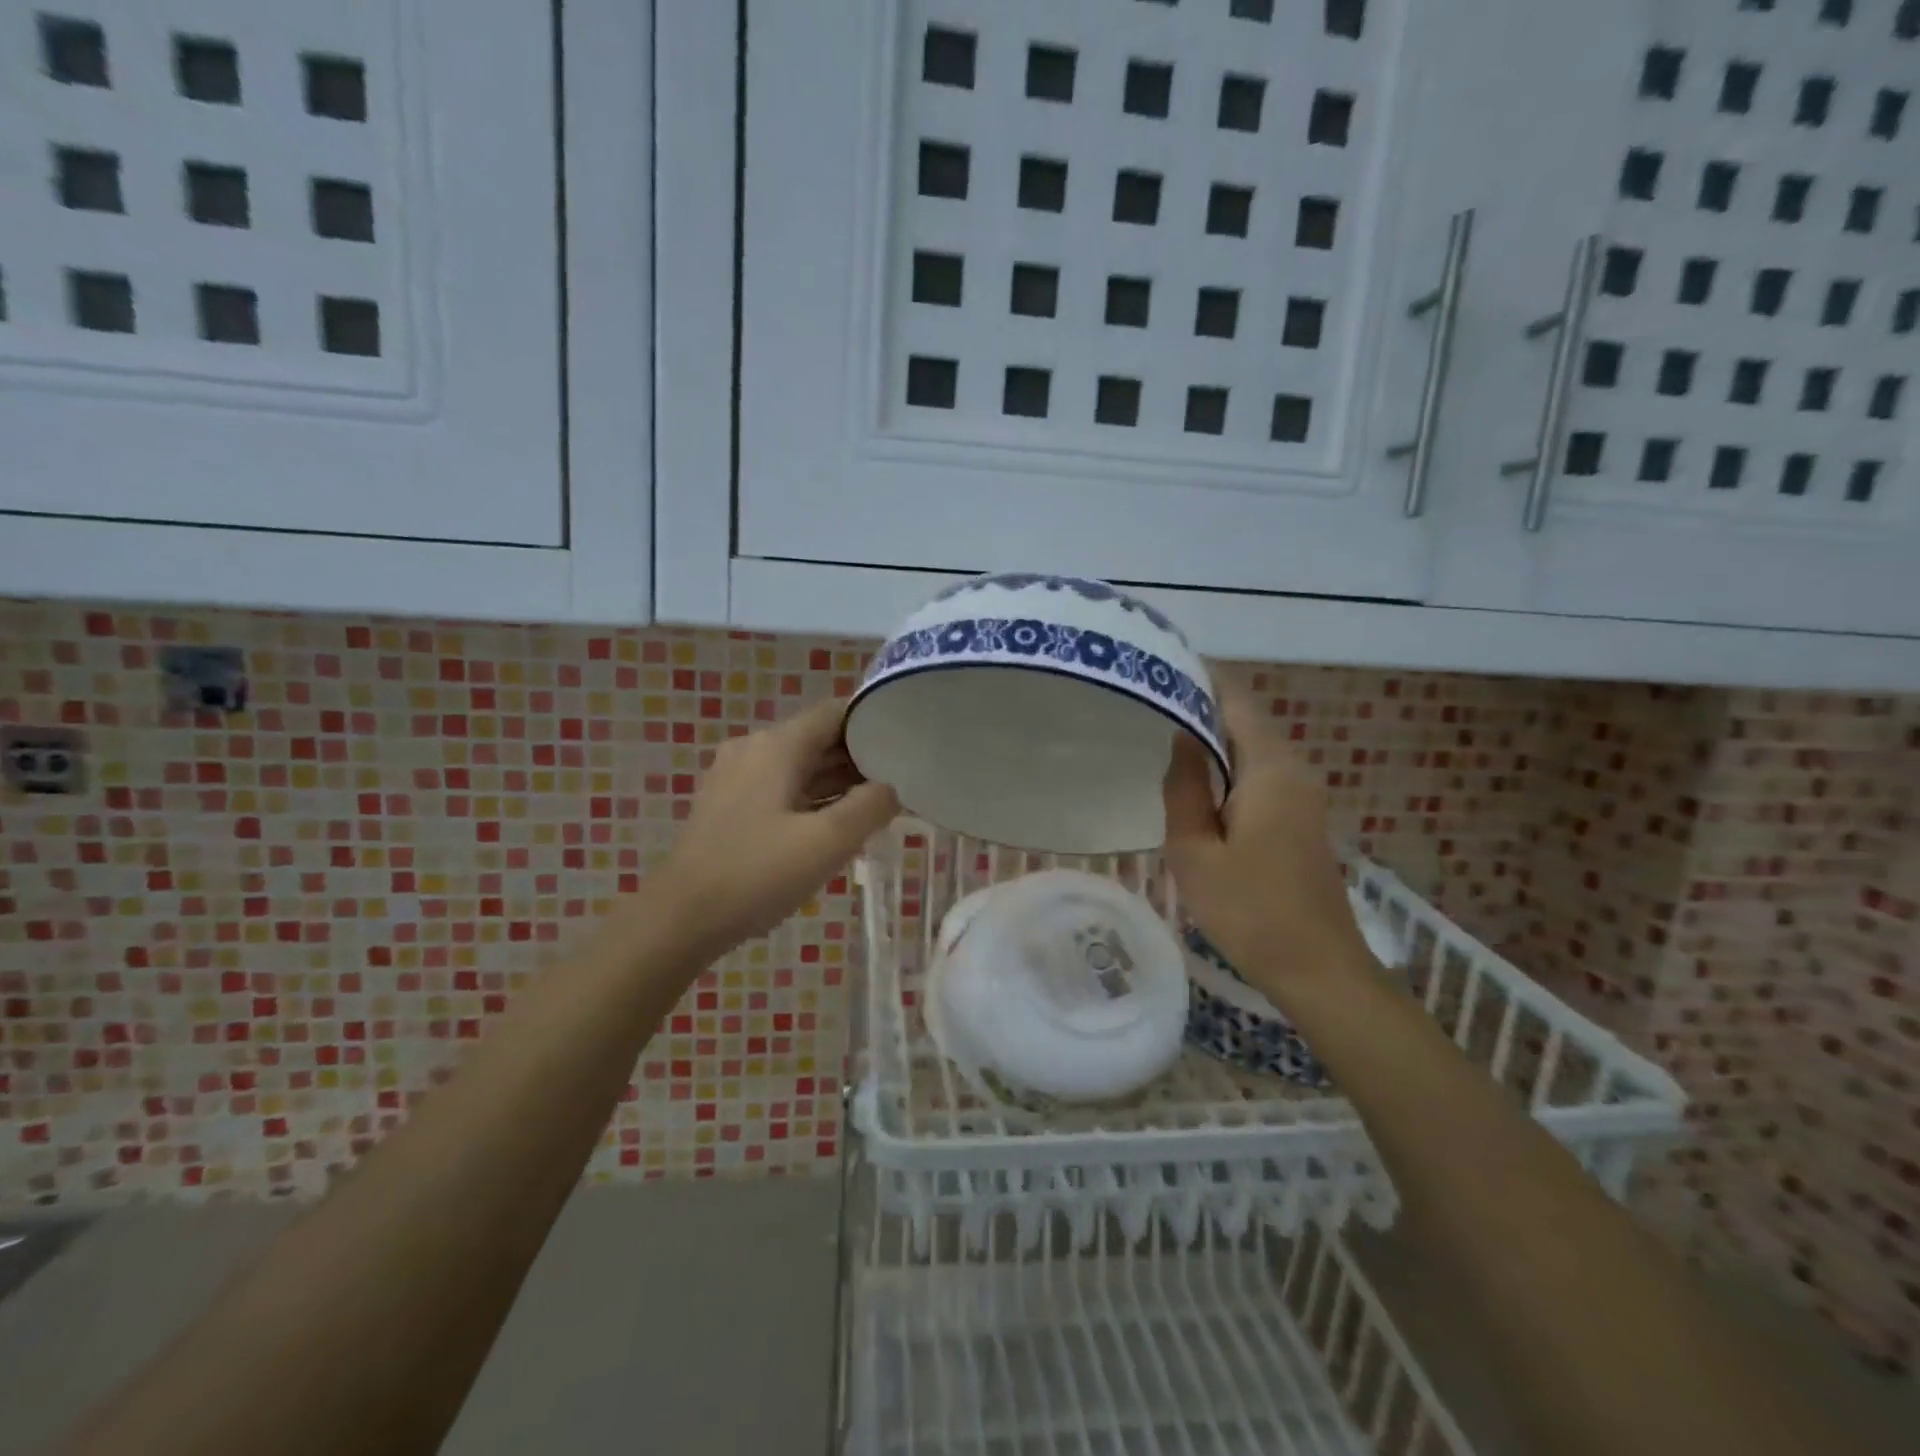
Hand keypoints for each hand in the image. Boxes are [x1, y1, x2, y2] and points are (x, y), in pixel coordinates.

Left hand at [652, 700, 899, 957]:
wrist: (681, 918)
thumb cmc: (757, 873)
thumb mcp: (828, 842)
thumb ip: (871, 806)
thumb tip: (891, 787)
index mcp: (777, 745)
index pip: (836, 712)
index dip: (874, 723)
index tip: (906, 744)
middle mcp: (755, 749)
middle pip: (819, 738)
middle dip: (861, 757)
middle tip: (902, 780)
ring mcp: (737, 777)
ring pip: (801, 766)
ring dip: (838, 782)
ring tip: (878, 805)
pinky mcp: (729, 805)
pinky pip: (782, 788)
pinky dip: (812, 798)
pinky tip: (836, 825)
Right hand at [1162, 684, 1367, 990]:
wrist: (1318, 969)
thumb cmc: (1250, 910)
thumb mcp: (1195, 851)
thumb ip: (1184, 787)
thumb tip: (1180, 737)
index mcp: (1270, 768)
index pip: (1235, 699)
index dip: (1199, 677)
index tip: (1157, 667)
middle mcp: (1293, 769)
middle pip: (1243, 719)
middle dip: (1199, 705)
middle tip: (1145, 702)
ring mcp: (1302, 794)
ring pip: (1250, 747)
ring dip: (1210, 738)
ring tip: (1158, 733)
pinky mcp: (1300, 818)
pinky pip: (1258, 773)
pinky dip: (1225, 765)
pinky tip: (1194, 781)